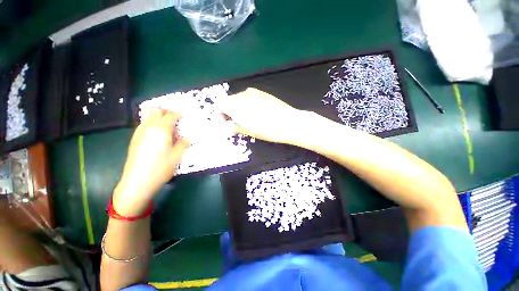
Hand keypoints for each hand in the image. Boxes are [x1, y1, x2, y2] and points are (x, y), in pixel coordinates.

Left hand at [113, 109, 188, 215]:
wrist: (138, 181)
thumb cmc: (161, 167)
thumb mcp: (177, 155)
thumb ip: (183, 143)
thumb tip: (188, 135)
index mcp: (161, 130)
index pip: (170, 115)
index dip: (178, 113)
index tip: (184, 115)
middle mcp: (148, 127)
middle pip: (156, 111)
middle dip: (166, 111)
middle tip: (175, 118)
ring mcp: (139, 132)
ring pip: (148, 117)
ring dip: (159, 117)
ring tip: (168, 127)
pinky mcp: (134, 139)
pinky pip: (144, 125)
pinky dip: (152, 124)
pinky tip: (158, 135)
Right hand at [219, 88, 304, 143]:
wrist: (287, 122)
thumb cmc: (266, 130)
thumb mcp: (249, 131)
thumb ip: (234, 127)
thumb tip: (226, 127)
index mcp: (236, 106)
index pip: (220, 105)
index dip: (221, 114)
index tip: (226, 122)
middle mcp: (242, 96)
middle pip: (229, 100)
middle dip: (229, 109)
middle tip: (235, 121)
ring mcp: (253, 93)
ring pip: (239, 96)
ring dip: (238, 105)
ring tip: (246, 115)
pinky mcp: (262, 92)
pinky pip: (249, 94)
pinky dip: (247, 100)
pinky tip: (254, 108)